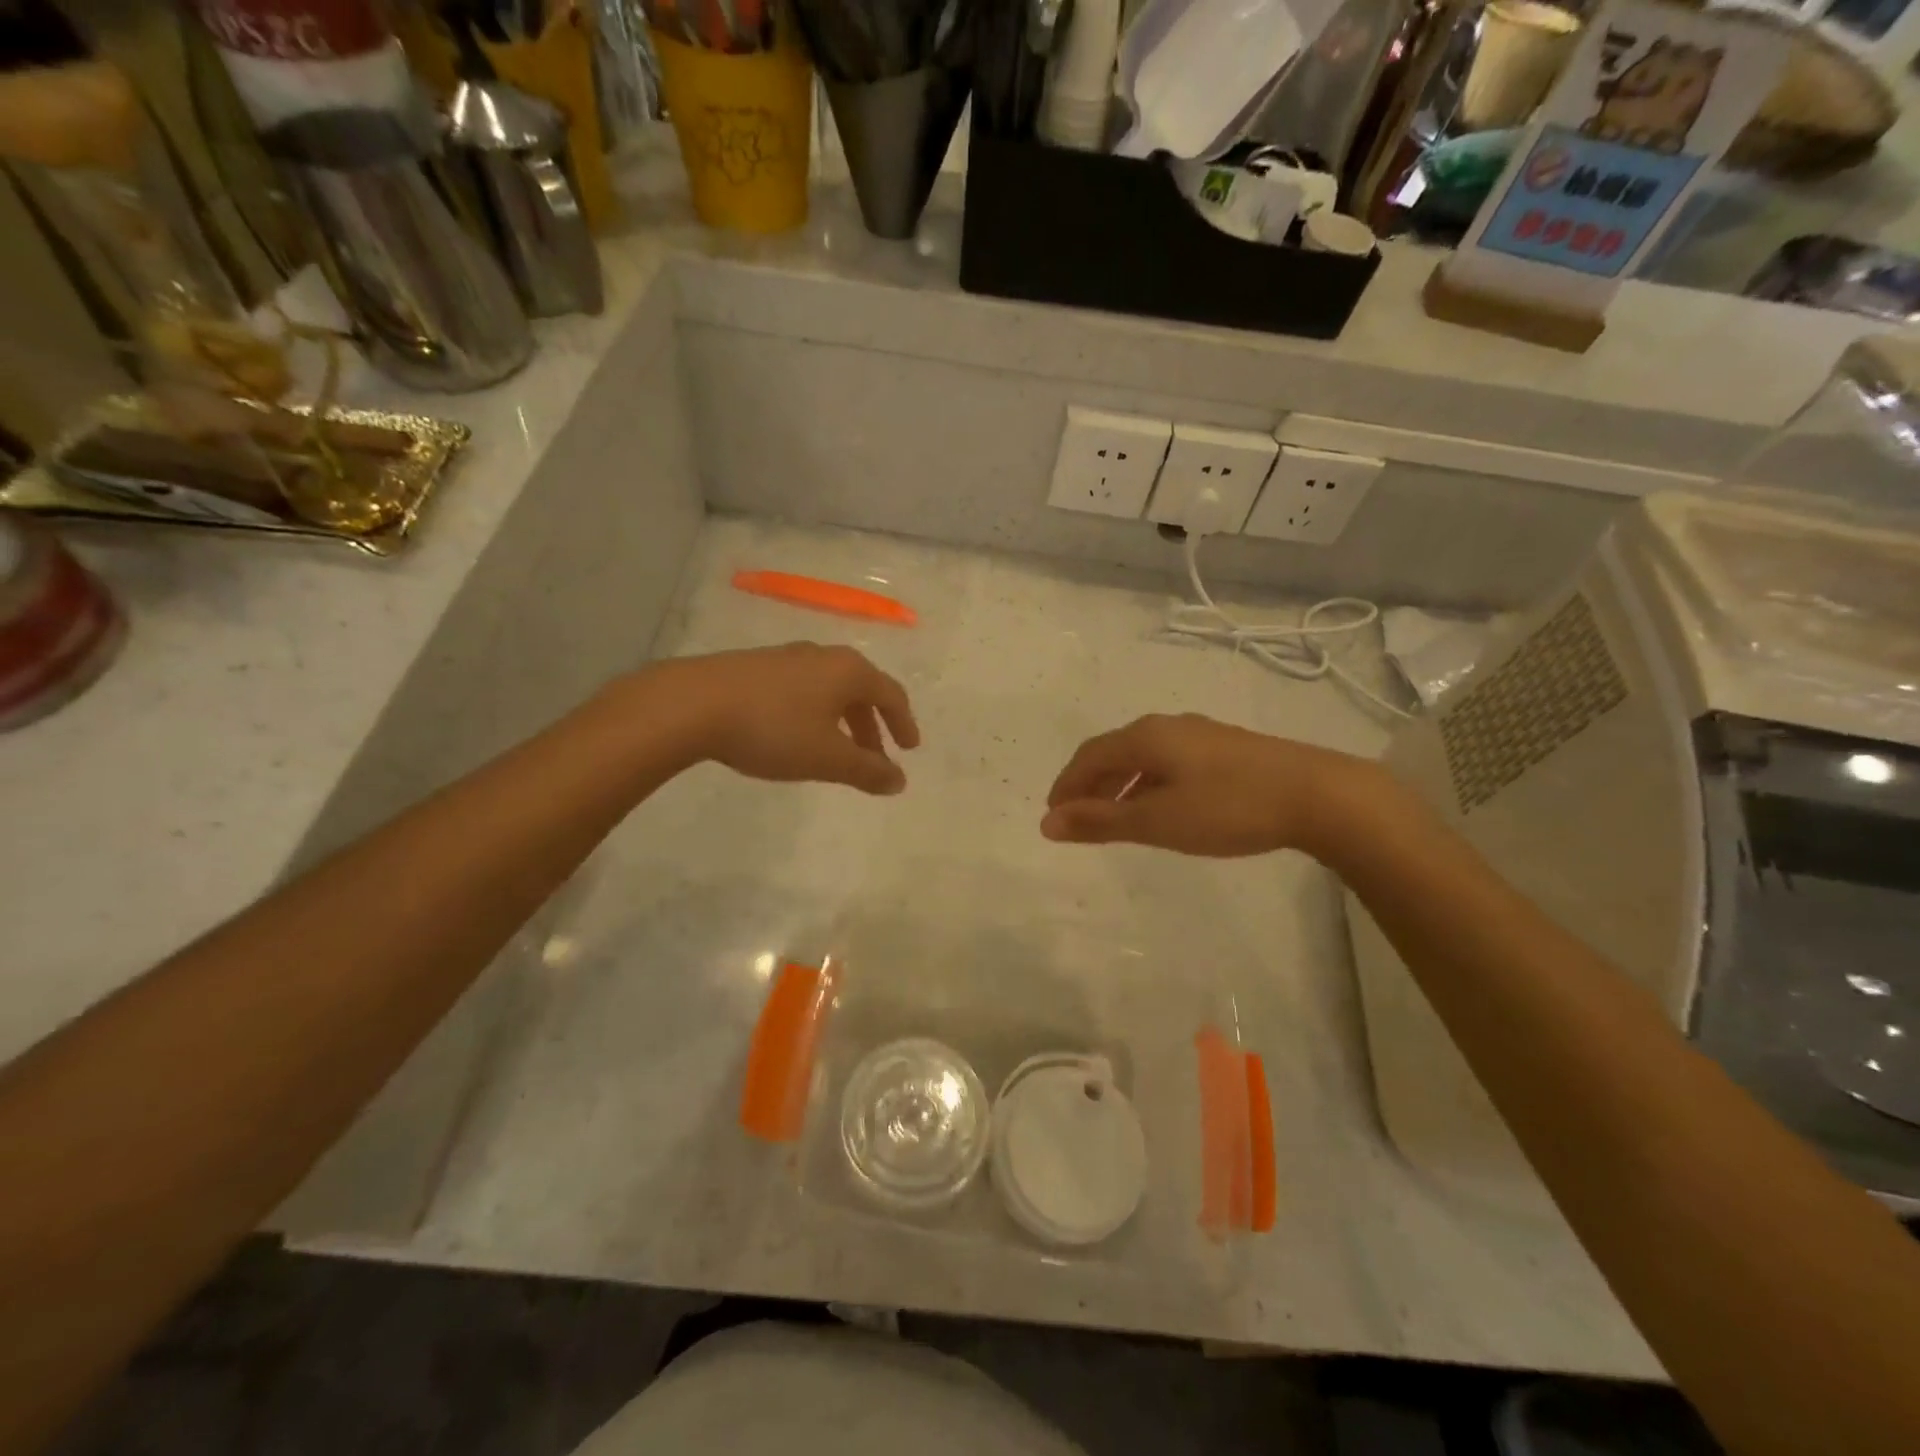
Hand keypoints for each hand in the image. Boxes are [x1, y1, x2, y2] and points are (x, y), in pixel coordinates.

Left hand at [645, 643, 920, 794]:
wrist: (693, 704)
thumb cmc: (773, 729)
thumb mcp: (827, 757)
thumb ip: (867, 771)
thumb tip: (899, 781)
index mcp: (848, 671)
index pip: (890, 694)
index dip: (903, 723)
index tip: (909, 748)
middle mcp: (823, 656)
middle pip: (860, 690)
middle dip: (871, 726)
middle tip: (874, 757)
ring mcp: (787, 658)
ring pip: (829, 689)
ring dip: (842, 721)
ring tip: (836, 751)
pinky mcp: (756, 666)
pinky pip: (802, 689)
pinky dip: (814, 713)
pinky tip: (797, 735)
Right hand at [1041, 713, 1374, 857]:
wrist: (1318, 794)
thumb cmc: (1229, 808)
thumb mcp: (1158, 821)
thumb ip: (1101, 822)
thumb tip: (1047, 823)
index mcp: (1145, 737)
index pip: (1088, 756)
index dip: (1066, 785)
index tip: (1052, 816)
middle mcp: (1167, 727)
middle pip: (1113, 752)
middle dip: (1090, 785)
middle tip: (1077, 819)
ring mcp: (1200, 735)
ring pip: (1143, 757)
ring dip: (1119, 785)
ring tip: (1113, 818)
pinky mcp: (1225, 749)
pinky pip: (1168, 762)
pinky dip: (1148, 784)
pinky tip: (1160, 807)